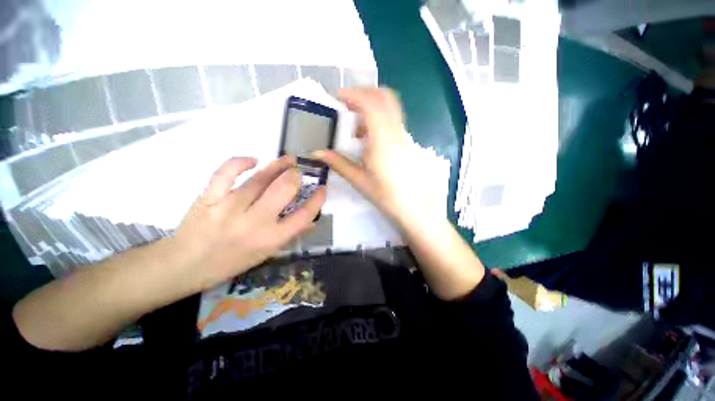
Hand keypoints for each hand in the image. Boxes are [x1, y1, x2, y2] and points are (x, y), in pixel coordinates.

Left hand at [173, 156, 325, 290]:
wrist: (185, 265)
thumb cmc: (231, 262)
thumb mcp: (266, 253)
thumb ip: (290, 235)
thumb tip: (310, 221)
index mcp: (271, 239)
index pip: (304, 215)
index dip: (317, 199)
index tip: (322, 188)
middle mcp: (255, 222)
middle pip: (284, 189)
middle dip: (296, 176)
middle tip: (298, 172)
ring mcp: (230, 208)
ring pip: (260, 179)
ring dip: (278, 165)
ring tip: (287, 159)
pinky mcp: (210, 197)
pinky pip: (227, 172)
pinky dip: (241, 162)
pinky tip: (253, 160)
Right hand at [314, 88, 441, 224]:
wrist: (413, 206)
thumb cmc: (386, 195)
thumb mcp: (359, 180)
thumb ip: (338, 163)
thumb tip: (316, 153)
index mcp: (382, 139)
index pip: (370, 103)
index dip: (353, 94)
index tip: (338, 97)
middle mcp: (396, 131)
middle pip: (384, 96)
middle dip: (364, 94)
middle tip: (347, 105)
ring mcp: (403, 135)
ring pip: (390, 106)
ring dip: (372, 106)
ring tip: (356, 127)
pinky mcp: (406, 141)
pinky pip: (393, 119)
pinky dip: (379, 118)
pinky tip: (369, 138)